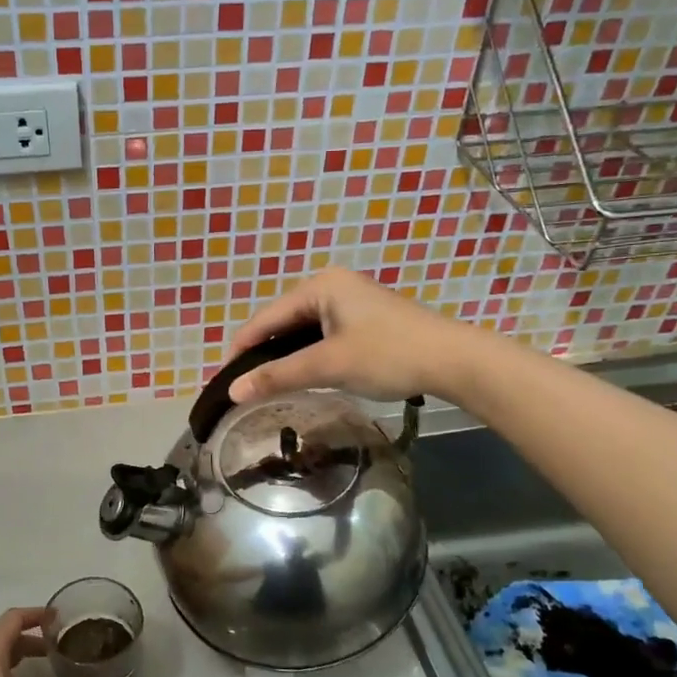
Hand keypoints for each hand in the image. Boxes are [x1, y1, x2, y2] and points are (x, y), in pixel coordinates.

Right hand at [226, 268, 469, 404]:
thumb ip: (278, 376)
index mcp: (320, 286)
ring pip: (303, 330)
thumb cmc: (387, 355)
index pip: (265, 317)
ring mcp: (351, 301)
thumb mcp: (328, 365)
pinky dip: (308, 354)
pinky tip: (302, 374)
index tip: (224, 378)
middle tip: (245, 385)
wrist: (453, 360)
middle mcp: (332, 285)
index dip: (242, 348)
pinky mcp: (365, 319)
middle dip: (263, 352)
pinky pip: (322, 334)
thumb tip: (233, 391)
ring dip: (286, 356)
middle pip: (282, 321)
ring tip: (267, 384)